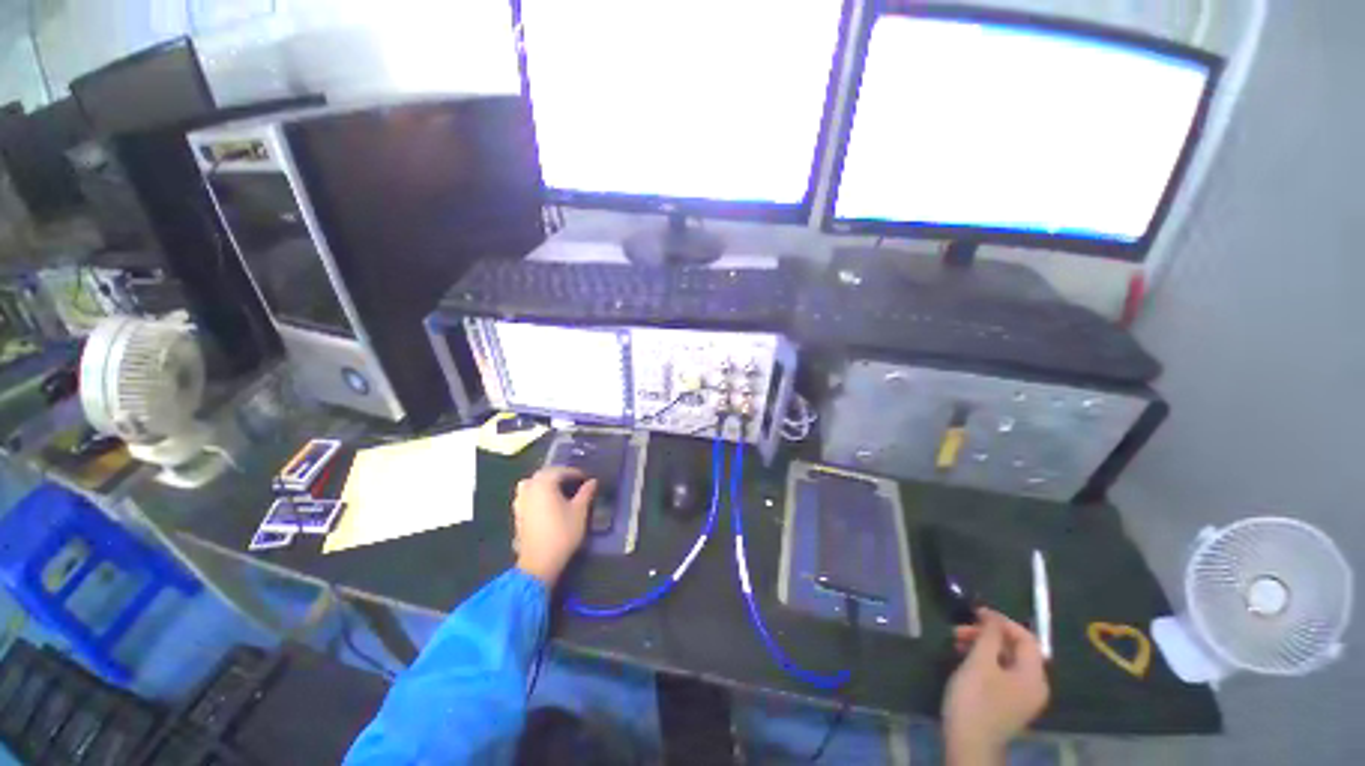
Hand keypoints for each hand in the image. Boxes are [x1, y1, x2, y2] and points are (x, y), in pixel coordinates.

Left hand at [512, 467, 596, 585]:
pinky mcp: (517, 514)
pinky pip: (527, 496)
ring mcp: (520, 502)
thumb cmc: (562, 533)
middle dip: (559, 475)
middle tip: (574, 482)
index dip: (575, 473)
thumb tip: (592, 481)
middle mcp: (529, 488)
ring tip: (559, 490)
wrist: (539, 562)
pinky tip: (547, 504)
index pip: (561, 471)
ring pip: (532, 484)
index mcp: (544, 484)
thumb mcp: (580, 511)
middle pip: (544, 474)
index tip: (586, 478)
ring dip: (545, 483)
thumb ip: (586, 493)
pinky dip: (537, 494)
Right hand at [943, 608, 1049, 765]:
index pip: (1026, 638)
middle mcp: (1033, 686)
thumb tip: (992, 616)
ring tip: (956, 642)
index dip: (1002, 621)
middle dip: (987, 635)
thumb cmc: (975, 700)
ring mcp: (1021, 697)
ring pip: (1005, 660)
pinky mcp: (1007, 704)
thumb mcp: (980, 663)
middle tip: (959, 629)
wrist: (968, 744)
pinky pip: (1000, 673)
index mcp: (1033, 677)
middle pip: (1015, 649)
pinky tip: (964, 660)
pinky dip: (983, 661)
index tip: (976, 612)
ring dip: (982, 646)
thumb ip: (989, 636)